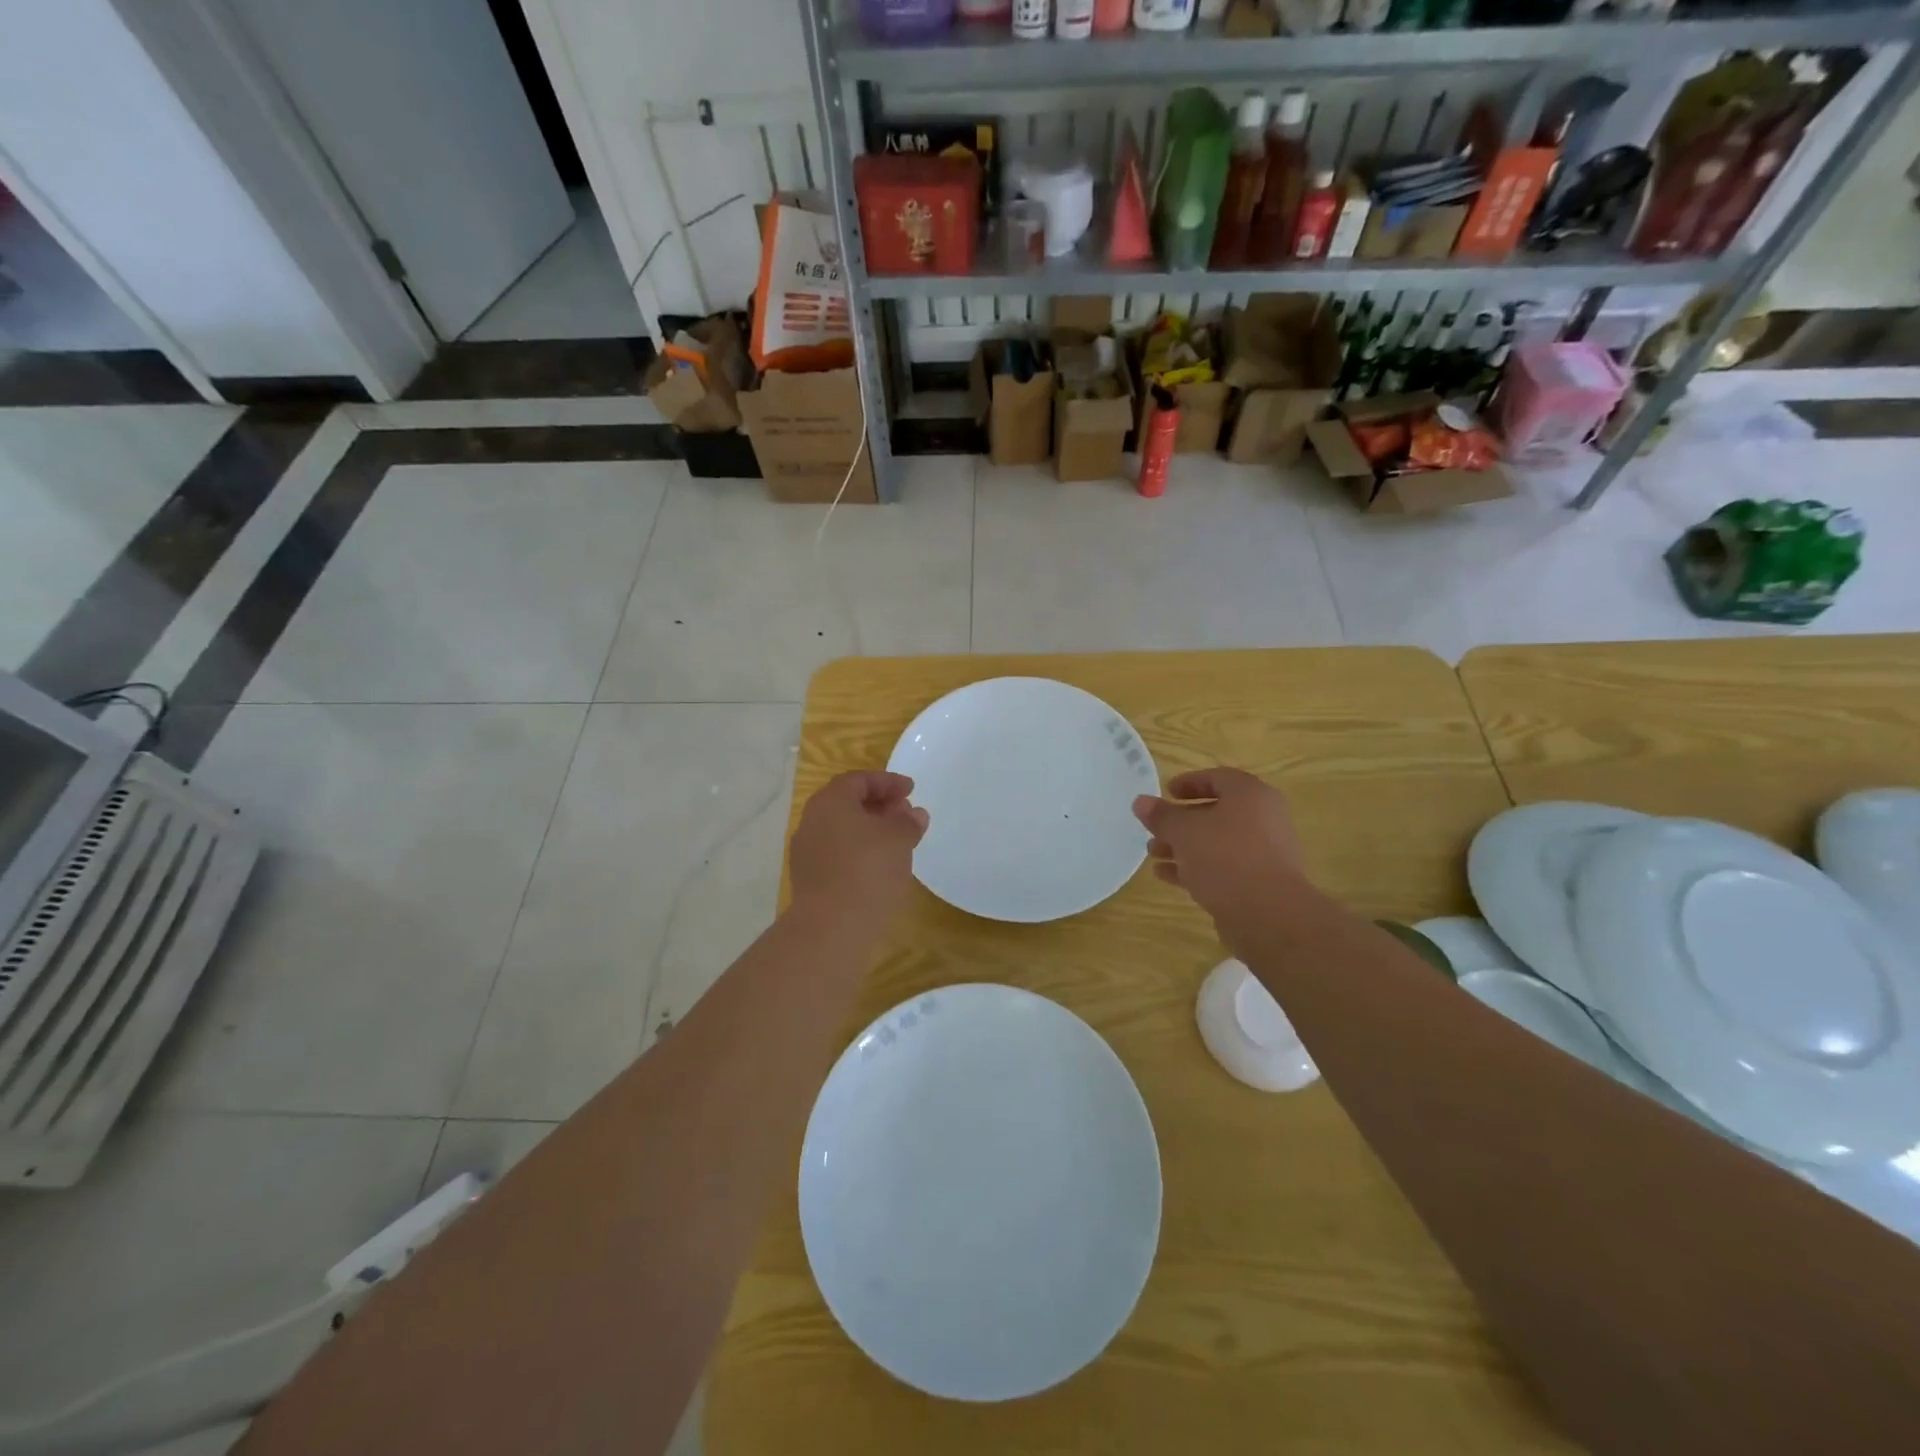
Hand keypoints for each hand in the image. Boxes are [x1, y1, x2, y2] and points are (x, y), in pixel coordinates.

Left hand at [789, 771, 928, 934]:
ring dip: (869, 829)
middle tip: (904, 813)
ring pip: (841, 829)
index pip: (858, 780)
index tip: (911, 790)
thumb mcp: (898, 840)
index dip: (887, 782)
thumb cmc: (868, 871)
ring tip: (896, 841)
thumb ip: (908, 822)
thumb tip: (913, 814)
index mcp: (830, 801)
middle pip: (847, 803)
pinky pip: (837, 853)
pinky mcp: (809, 878)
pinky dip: (859, 851)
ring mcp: (806, 851)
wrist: (831, 927)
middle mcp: (812, 820)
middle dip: (878, 804)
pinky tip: (879, 866)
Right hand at [1133, 768, 1310, 927]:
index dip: (1189, 782)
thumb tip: (1141, 802)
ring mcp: (1263, 852)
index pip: (1218, 778)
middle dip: (1181, 820)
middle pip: (1216, 812)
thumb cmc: (1226, 857)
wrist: (1269, 914)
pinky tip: (1166, 875)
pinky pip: (1223, 867)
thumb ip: (1162, 816)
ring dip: (1184, 846)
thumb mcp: (1184, 832)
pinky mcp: (1259, 882)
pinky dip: (1196, 867)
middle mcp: (1262, 819)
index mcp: (1250, 796)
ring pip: (1217, 842)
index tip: (1166, 792)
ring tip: (1153, 853)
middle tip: (1154, 828)